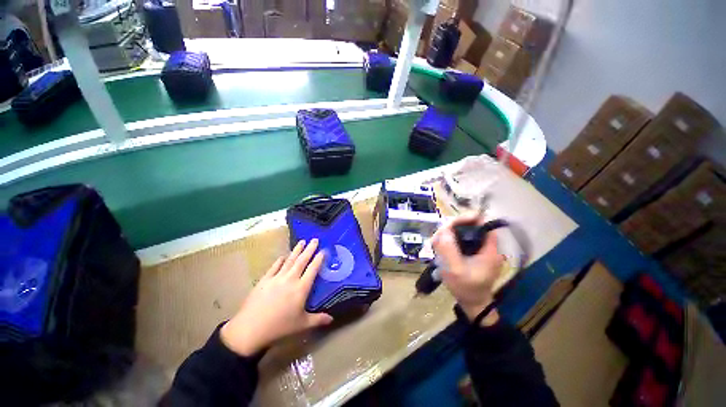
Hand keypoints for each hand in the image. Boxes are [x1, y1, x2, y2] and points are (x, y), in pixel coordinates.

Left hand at [220, 239, 333, 355]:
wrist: (250, 329)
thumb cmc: (279, 327)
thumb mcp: (302, 325)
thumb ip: (318, 319)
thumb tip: (332, 319)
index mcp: (301, 288)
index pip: (313, 269)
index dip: (319, 259)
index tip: (323, 250)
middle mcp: (290, 279)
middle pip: (302, 261)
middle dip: (309, 249)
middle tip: (314, 239)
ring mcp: (276, 278)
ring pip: (289, 260)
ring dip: (296, 250)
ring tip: (302, 242)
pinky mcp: (264, 280)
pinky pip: (274, 267)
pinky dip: (279, 261)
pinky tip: (282, 256)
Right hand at [432, 213, 503, 324]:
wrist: (472, 304)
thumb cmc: (466, 288)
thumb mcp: (455, 270)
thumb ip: (448, 249)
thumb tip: (443, 230)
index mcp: (489, 249)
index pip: (481, 224)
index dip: (466, 219)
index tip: (449, 224)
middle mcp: (486, 246)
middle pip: (470, 226)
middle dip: (452, 227)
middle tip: (438, 236)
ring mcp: (479, 250)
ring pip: (463, 233)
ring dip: (449, 234)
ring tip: (436, 242)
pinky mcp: (472, 253)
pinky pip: (460, 240)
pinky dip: (450, 240)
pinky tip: (441, 246)